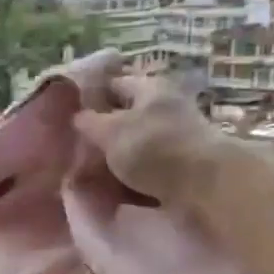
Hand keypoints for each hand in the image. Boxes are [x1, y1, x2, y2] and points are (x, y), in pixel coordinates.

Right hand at [74, 74, 223, 204]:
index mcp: (149, 89)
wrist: (204, 185)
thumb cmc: (153, 149)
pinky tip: (114, 190)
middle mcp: (165, 107)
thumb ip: (89, 122)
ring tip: (90, 175)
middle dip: (102, 133)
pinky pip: (148, 168)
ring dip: (115, 158)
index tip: (69, 114)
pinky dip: (131, 177)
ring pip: (135, 144)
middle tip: (76, 150)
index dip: (91, 95)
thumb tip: (77, 116)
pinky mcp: (181, 166)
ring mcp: (176, 137)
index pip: (114, 83)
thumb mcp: (110, 131)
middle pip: (126, 116)